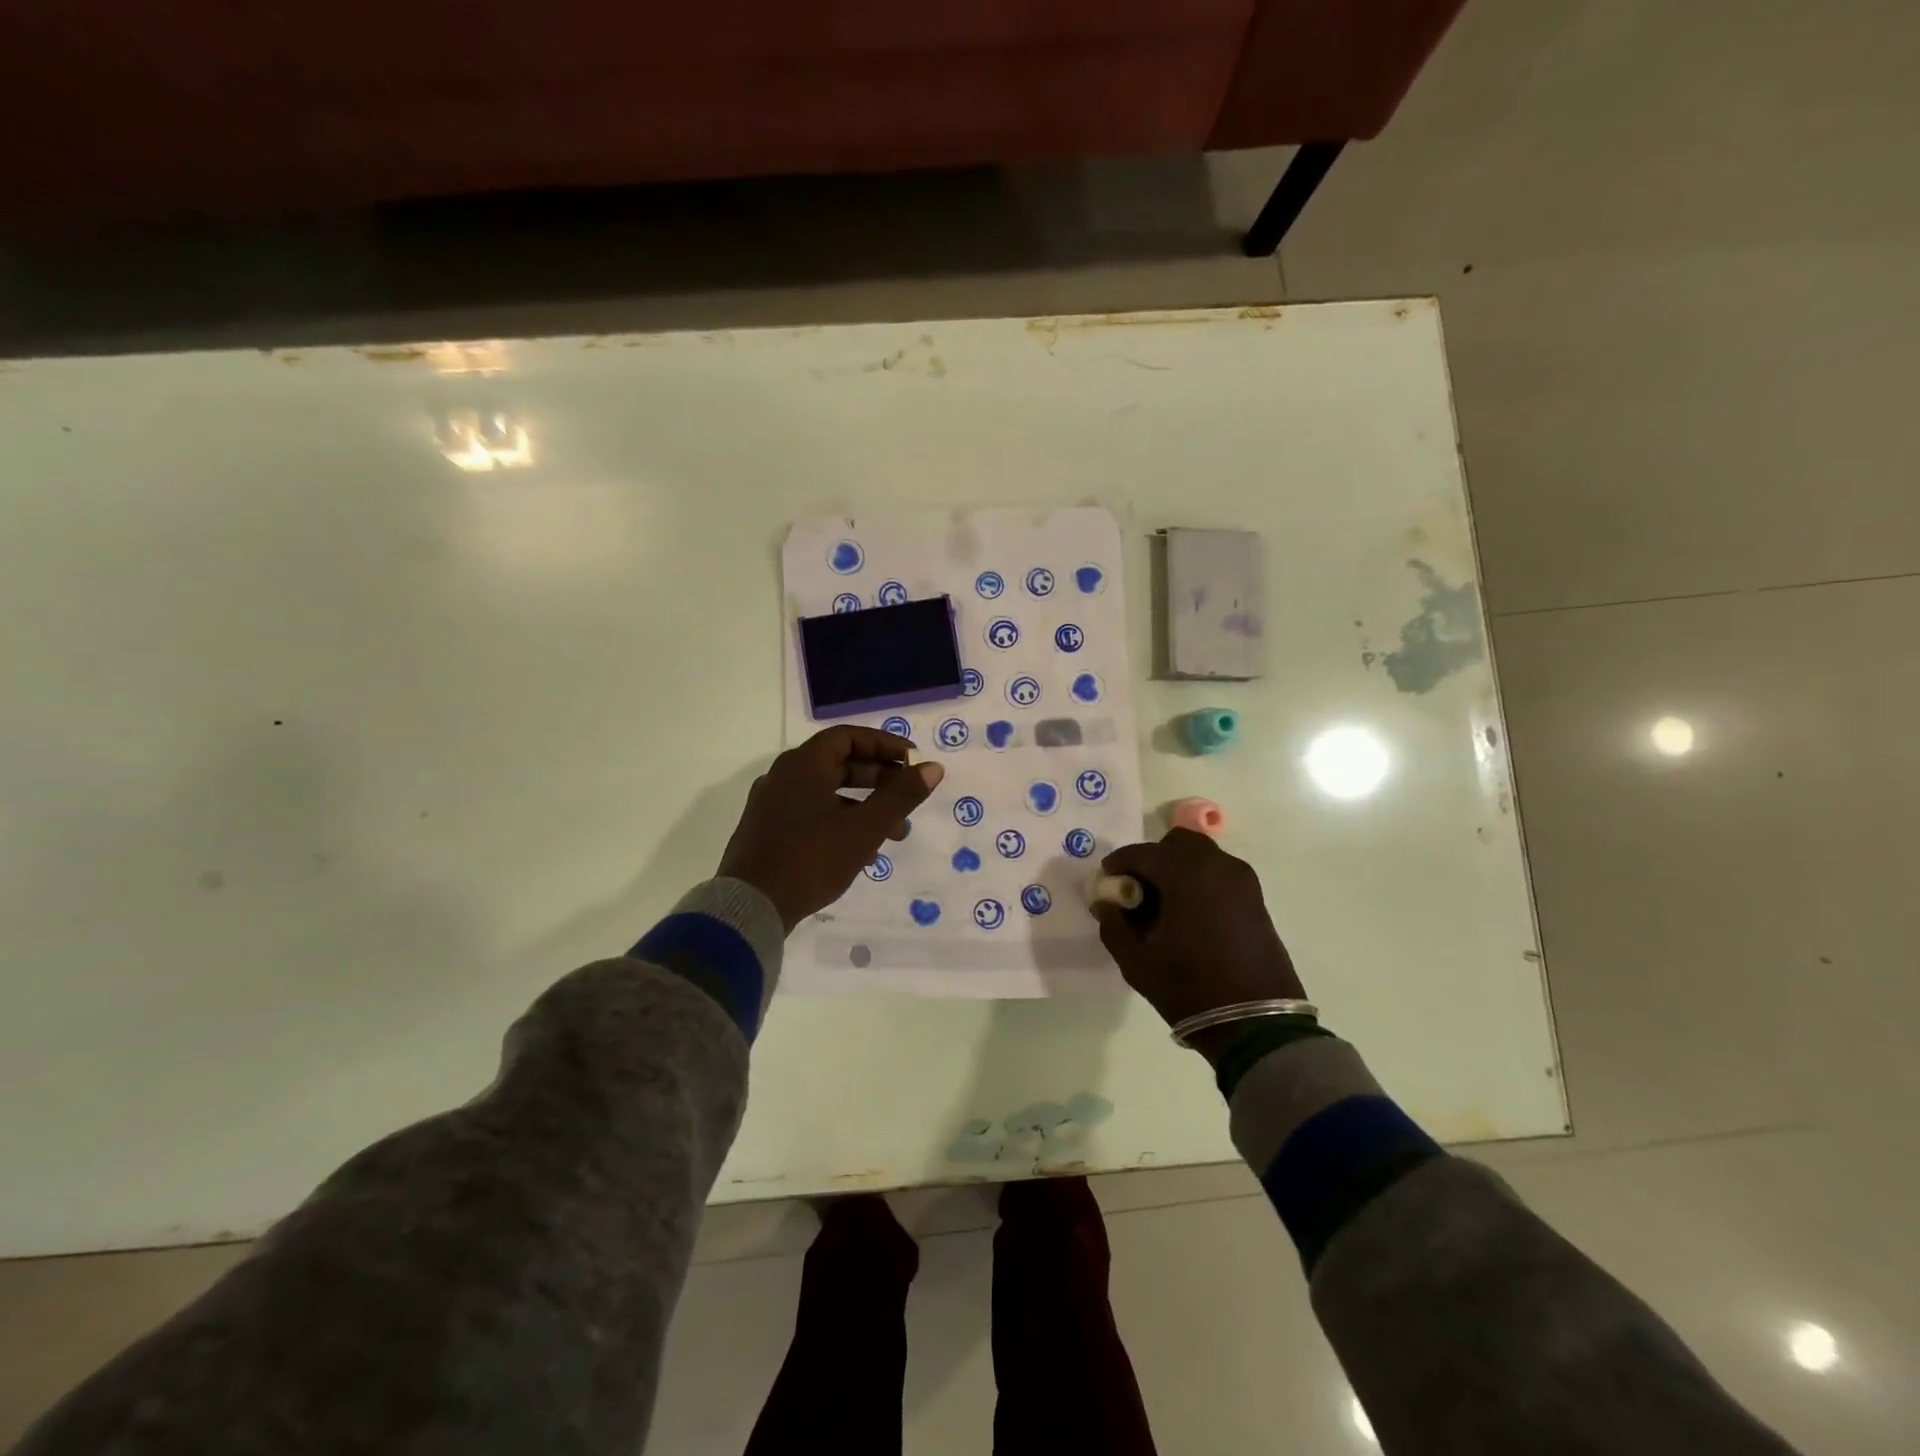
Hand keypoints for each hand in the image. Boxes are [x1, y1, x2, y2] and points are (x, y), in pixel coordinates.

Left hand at [718, 726, 944, 932]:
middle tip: (908, 798)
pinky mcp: (767, 830)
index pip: (849, 736)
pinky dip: (841, 821)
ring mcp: (772, 803)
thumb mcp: (865, 828)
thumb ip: (901, 796)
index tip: (913, 762)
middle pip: (839, 764)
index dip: (885, 745)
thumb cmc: (811, 859)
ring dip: (864, 807)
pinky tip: (861, 852)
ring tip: (894, 835)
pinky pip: (812, 812)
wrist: (750, 907)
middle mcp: (784, 776)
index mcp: (804, 764)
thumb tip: (933, 768)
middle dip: (880, 781)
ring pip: (828, 792)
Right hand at [1091, 829, 1305, 1060]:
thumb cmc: (1190, 988)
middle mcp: (1218, 866)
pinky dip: (1198, 883)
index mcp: (1187, 872)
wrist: (1257, 1025)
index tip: (1105, 884)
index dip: (1118, 865)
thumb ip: (1114, 925)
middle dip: (1153, 860)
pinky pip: (1219, 876)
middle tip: (1138, 892)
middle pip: (1177, 843)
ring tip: (1162, 908)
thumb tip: (1106, 904)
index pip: (1142, 853)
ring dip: (1178, 871)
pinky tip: (1187, 917)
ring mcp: (1242, 882)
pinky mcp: (1256, 900)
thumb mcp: (1137, 962)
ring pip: (1201, 858)